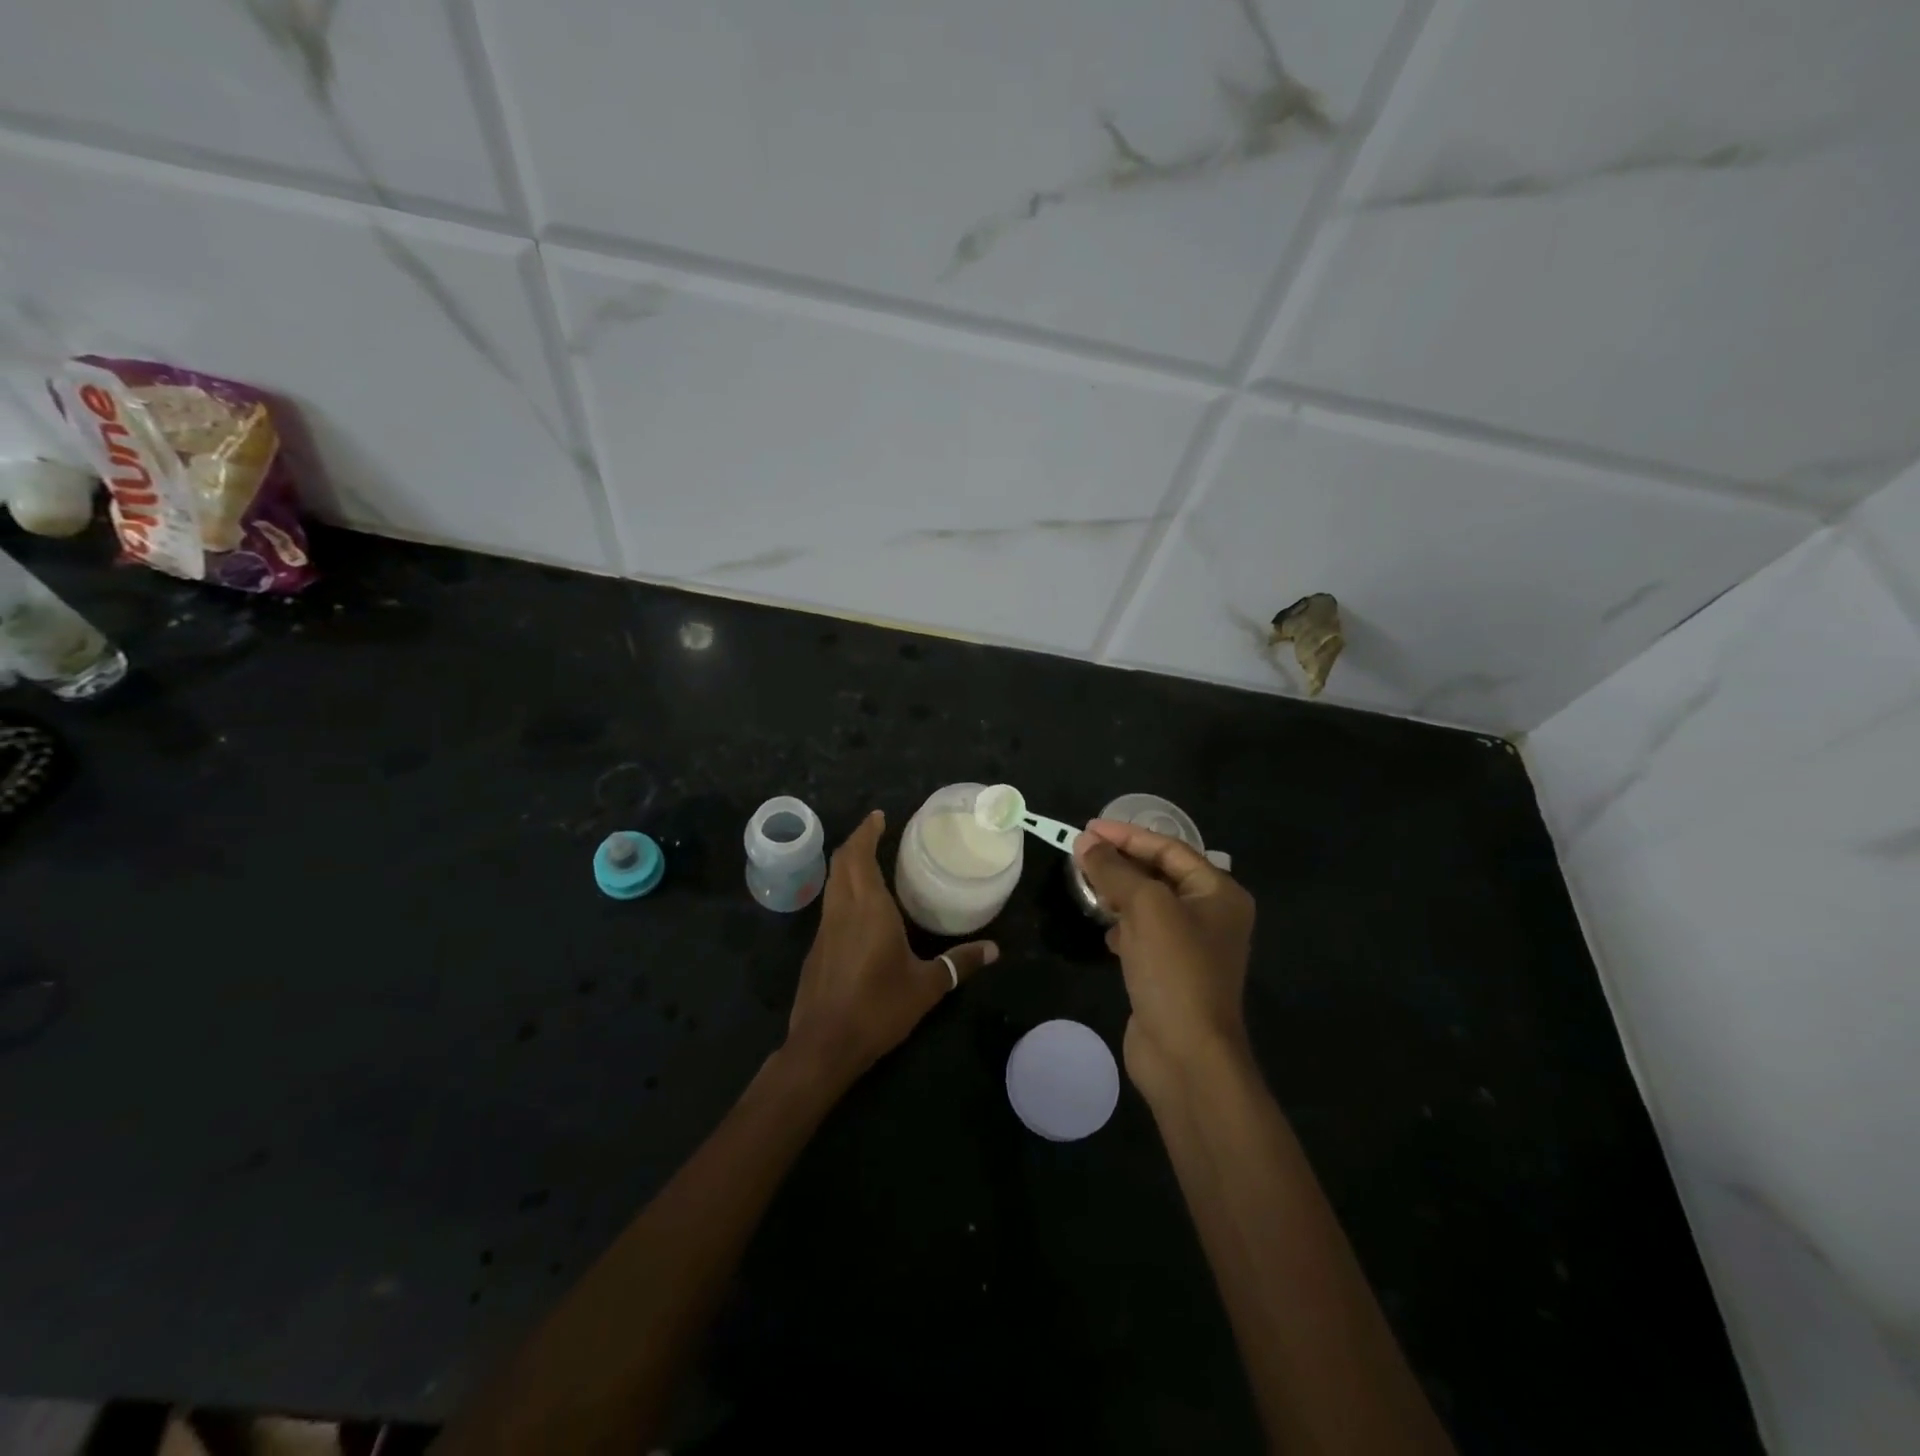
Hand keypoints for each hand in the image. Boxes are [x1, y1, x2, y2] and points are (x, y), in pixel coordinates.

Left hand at [784, 810, 998, 1089]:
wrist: (824, 1045)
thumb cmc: (878, 1008)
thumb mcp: (927, 986)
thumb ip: (959, 964)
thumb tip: (994, 950)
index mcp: (868, 908)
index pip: (859, 855)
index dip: (867, 832)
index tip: (879, 816)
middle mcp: (842, 910)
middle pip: (841, 862)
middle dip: (856, 841)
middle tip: (876, 831)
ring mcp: (824, 929)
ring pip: (832, 883)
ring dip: (847, 865)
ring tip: (870, 861)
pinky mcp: (816, 949)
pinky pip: (830, 906)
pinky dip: (843, 891)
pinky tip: (860, 908)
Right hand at [1072, 819, 1255, 1101]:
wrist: (1187, 1055)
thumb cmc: (1174, 970)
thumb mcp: (1145, 908)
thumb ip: (1114, 870)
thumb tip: (1085, 843)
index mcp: (1219, 893)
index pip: (1169, 848)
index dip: (1127, 835)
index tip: (1087, 828)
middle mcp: (1211, 915)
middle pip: (1160, 874)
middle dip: (1121, 862)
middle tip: (1081, 852)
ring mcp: (1192, 947)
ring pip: (1149, 905)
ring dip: (1119, 893)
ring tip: (1087, 885)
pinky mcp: (1171, 973)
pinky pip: (1144, 935)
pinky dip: (1123, 927)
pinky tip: (1106, 932)